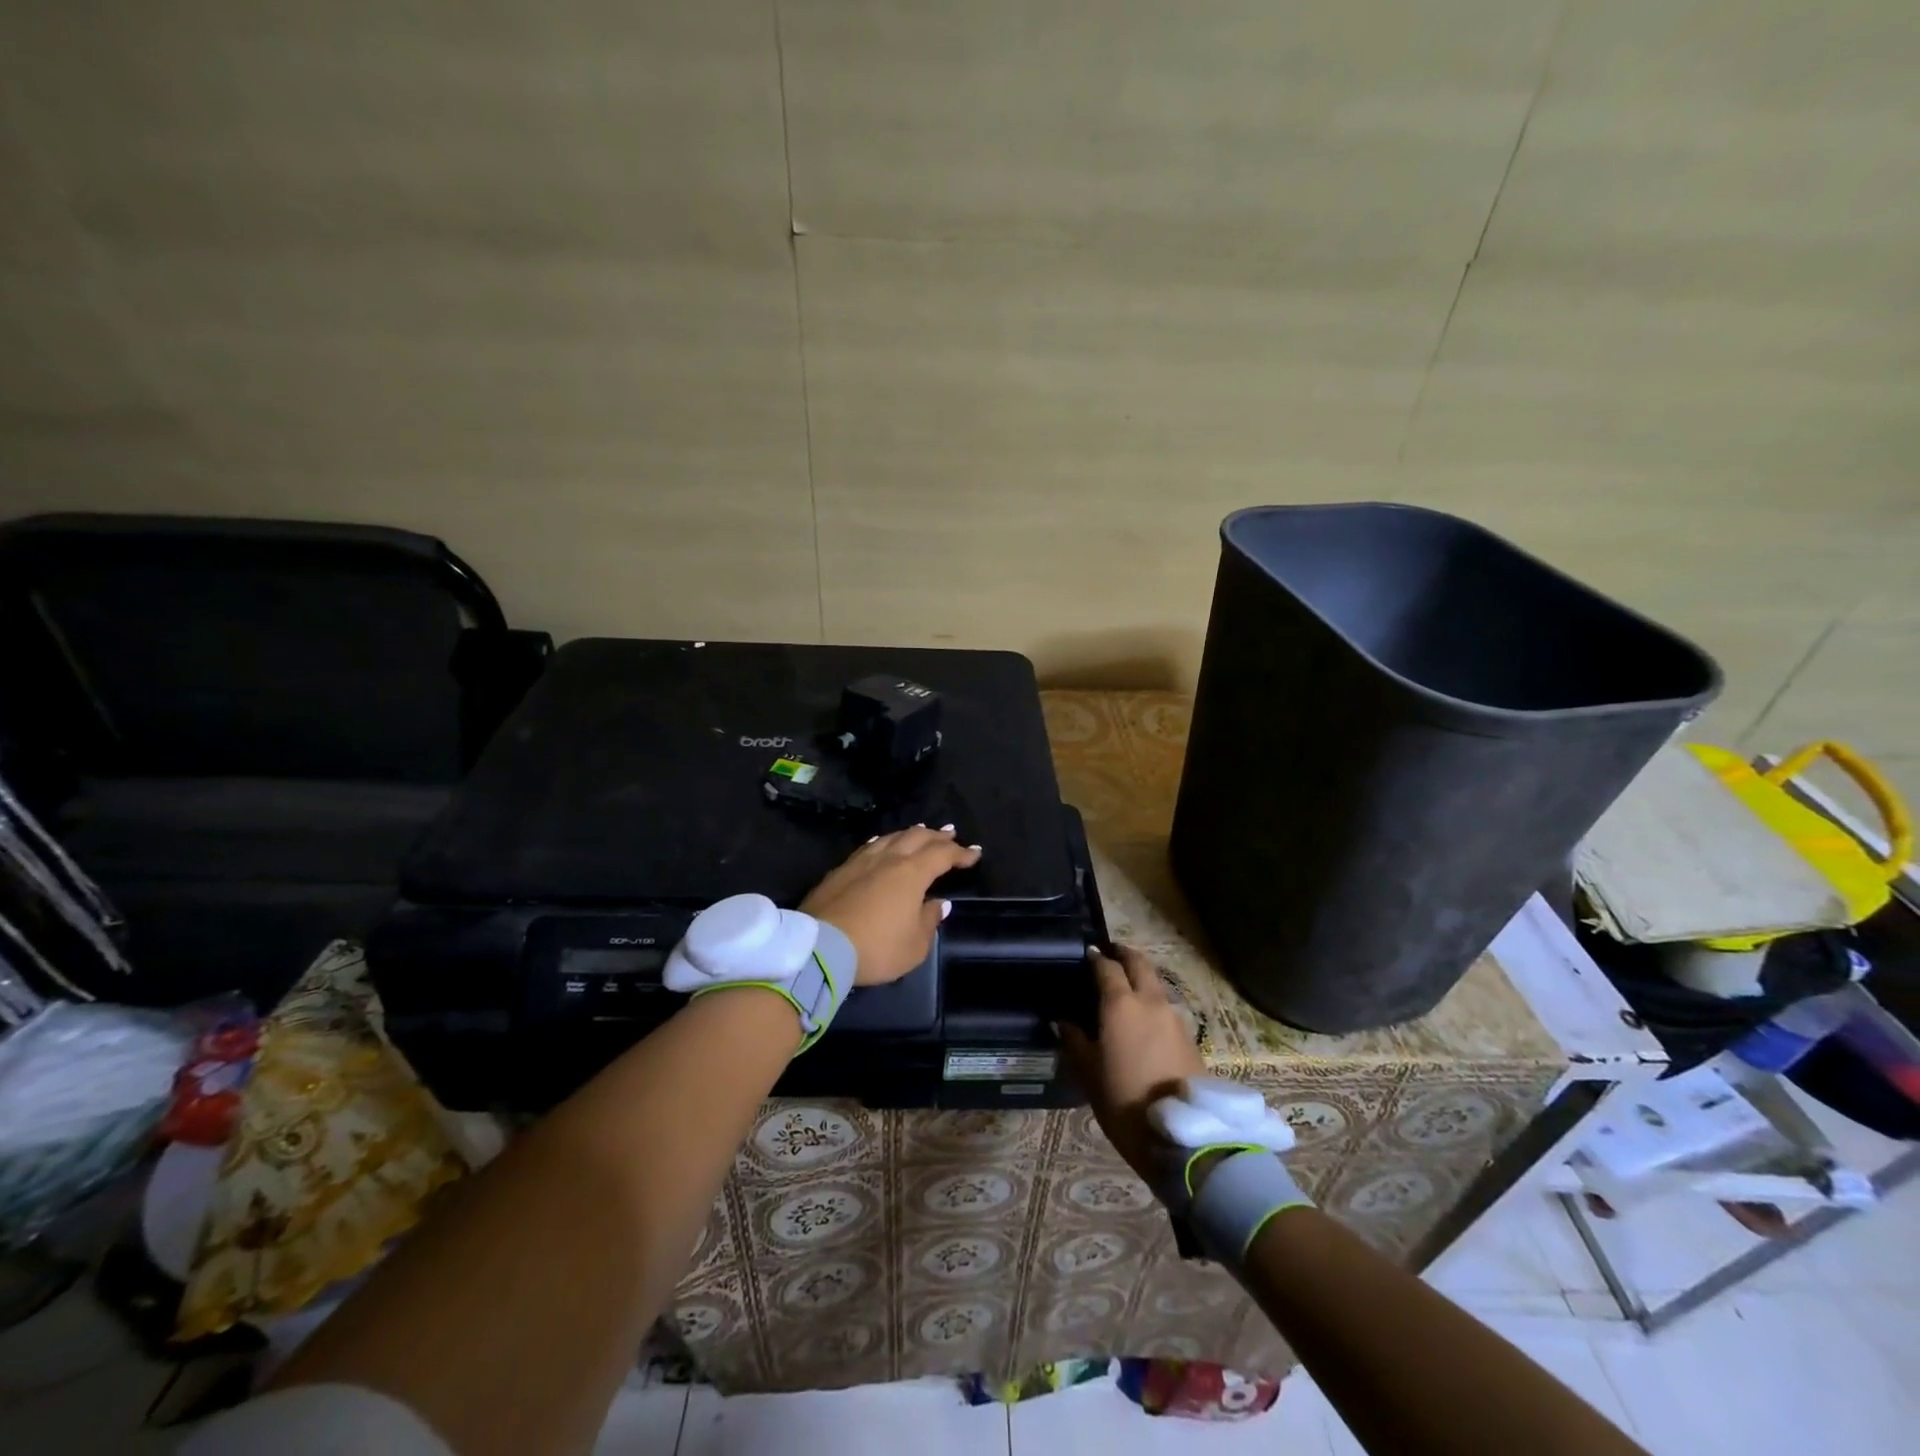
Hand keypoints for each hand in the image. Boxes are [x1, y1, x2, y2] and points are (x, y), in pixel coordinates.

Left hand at [800, 825, 982, 985]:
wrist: (819, 948)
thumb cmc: (876, 948)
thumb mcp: (914, 946)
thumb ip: (929, 921)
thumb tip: (938, 903)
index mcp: (912, 873)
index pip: (942, 855)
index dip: (961, 853)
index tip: (975, 854)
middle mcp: (888, 859)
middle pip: (917, 837)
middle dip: (937, 835)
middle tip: (950, 834)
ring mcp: (861, 861)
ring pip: (891, 837)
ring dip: (910, 834)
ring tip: (920, 832)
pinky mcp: (840, 870)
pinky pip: (869, 847)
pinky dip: (884, 842)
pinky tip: (882, 843)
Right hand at [1059, 945, 1203, 1184]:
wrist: (1183, 1134)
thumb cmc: (1125, 1101)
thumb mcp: (1089, 1073)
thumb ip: (1075, 1040)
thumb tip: (1062, 1020)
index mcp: (1121, 1004)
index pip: (1107, 967)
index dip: (1095, 958)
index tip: (1086, 953)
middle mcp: (1150, 1001)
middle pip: (1139, 964)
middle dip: (1123, 954)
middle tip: (1109, 954)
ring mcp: (1173, 1017)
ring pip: (1155, 983)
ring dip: (1140, 977)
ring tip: (1125, 987)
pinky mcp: (1189, 1036)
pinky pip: (1165, 1005)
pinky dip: (1152, 999)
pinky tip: (1142, 1016)